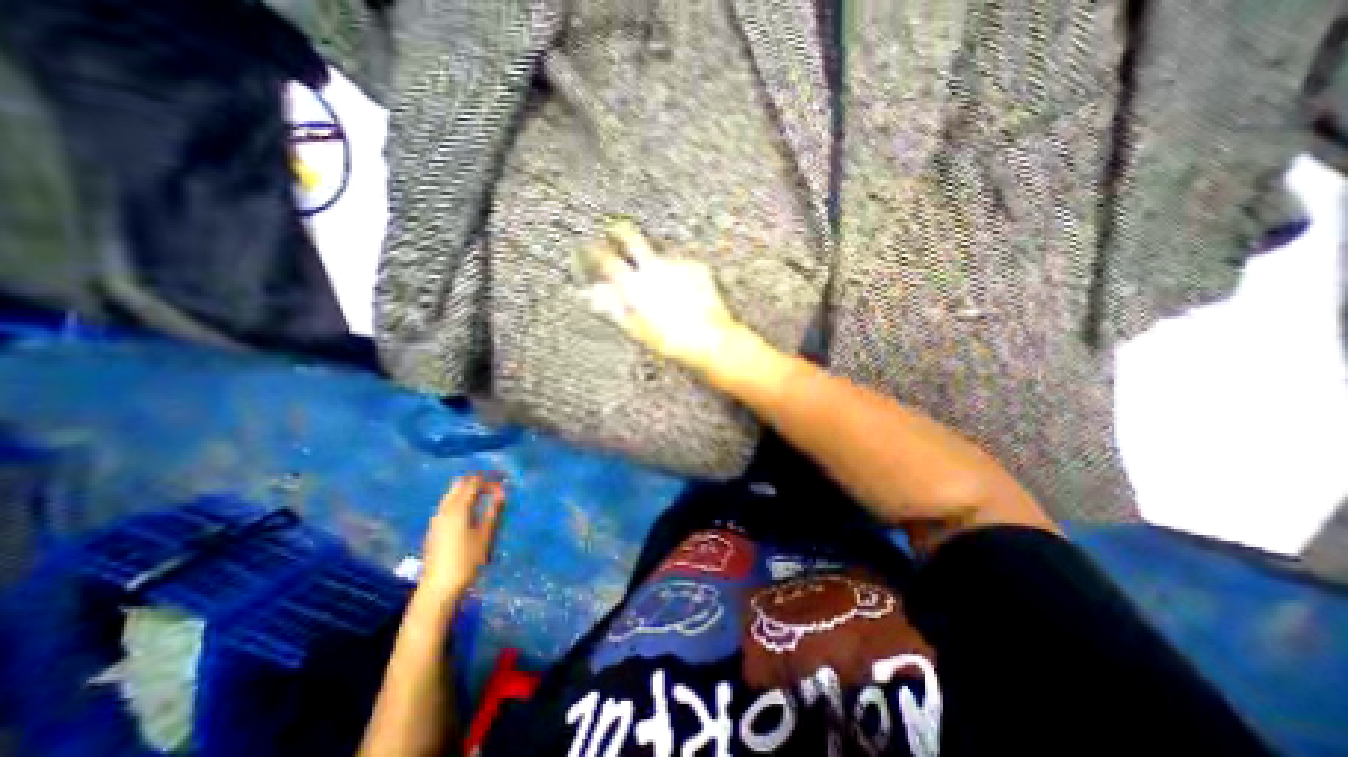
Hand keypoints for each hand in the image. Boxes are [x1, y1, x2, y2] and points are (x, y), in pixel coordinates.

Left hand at [419, 477, 501, 599]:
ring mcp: (437, 519)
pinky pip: (448, 504)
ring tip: (486, 498)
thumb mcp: (485, 535)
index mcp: (458, 508)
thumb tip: (502, 492)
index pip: (475, 483)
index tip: (505, 484)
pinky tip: (472, 512)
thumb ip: (493, 511)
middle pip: (460, 483)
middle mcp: (445, 509)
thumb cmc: (466, 561)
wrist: (438, 589)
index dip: (491, 480)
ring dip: (469, 490)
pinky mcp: (434, 529)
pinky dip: (461, 500)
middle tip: (496, 486)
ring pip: (452, 493)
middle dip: (478, 481)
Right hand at [586, 218, 742, 372]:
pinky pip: (681, 265)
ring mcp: (676, 265)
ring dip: (655, 262)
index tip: (591, 248)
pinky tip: (685, 293)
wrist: (709, 340)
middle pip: (631, 237)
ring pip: (659, 253)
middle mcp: (653, 269)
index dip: (595, 252)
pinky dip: (679, 274)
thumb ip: (613, 307)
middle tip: (615, 230)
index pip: (607, 260)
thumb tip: (594, 293)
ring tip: (665, 288)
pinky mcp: (695, 267)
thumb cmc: (670, 341)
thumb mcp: (636, 329)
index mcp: (635, 286)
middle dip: (619, 231)